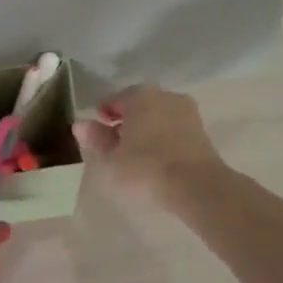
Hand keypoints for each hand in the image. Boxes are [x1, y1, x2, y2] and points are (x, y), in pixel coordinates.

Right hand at [72, 85, 226, 208]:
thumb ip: (96, 139)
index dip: (103, 116)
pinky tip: (156, 159)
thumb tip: (80, 125)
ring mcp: (187, 112)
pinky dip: (163, 139)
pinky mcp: (202, 132)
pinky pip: (173, 130)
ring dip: (146, 130)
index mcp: (140, 95)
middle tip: (114, 145)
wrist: (197, 187)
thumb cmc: (145, 169)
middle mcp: (166, 96)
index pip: (114, 100)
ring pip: (158, 117)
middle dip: (126, 121)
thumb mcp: (111, 159)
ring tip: (135, 155)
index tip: (97, 134)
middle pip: (138, 106)